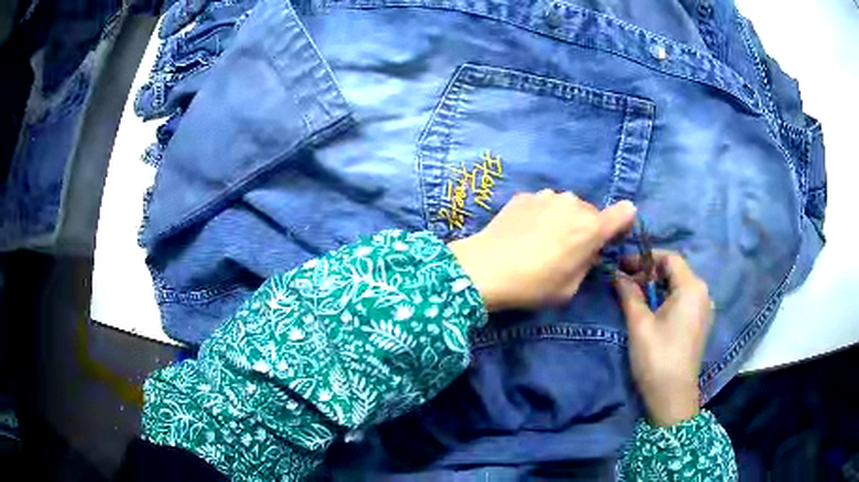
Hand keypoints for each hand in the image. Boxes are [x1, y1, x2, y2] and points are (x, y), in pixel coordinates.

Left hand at [448, 190, 635, 310]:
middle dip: (587, 227)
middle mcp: (574, 204)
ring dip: (563, 219)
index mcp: (592, 228)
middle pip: (592, 212)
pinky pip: (544, 204)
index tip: (612, 236)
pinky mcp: (525, 195)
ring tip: (543, 240)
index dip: (622, 223)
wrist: (485, 268)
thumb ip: (587, 264)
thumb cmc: (534, 285)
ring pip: (567, 206)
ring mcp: (548, 196)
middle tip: (568, 249)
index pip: (624, 213)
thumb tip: (589, 252)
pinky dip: (541, 214)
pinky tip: (525, 233)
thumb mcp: (570, 288)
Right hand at [613, 251, 712, 426]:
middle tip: (625, 280)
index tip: (623, 265)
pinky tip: (651, 311)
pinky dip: (666, 298)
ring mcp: (703, 309)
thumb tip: (617, 274)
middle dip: (649, 272)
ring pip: (679, 286)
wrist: (672, 397)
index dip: (645, 257)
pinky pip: (683, 300)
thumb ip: (629, 293)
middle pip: (675, 271)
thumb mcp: (640, 323)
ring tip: (635, 295)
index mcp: (691, 288)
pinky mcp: (700, 324)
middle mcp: (702, 293)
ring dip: (657, 286)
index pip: (670, 258)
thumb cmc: (657, 357)